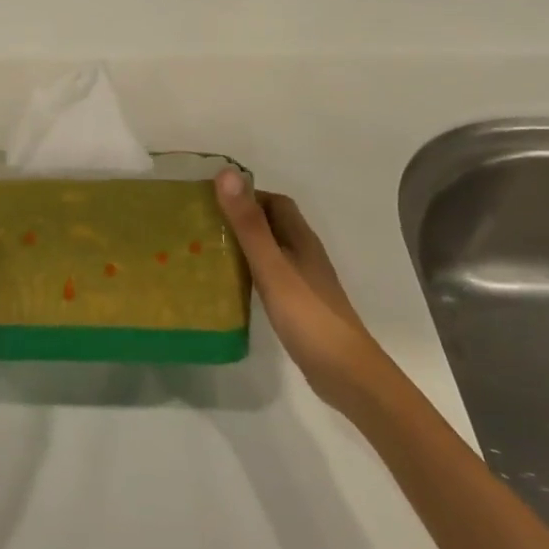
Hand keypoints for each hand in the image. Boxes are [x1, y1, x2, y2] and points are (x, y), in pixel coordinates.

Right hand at [215, 170, 392, 416]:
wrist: (345, 374)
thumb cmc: (307, 315)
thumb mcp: (271, 266)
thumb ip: (248, 224)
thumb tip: (226, 174)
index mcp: (301, 239)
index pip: (274, 202)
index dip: (246, 195)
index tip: (211, 200)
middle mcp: (304, 254)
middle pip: (272, 224)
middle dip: (241, 219)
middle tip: (203, 225)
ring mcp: (304, 282)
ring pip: (271, 251)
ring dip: (244, 246)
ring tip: (207, 251)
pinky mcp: (299, 306)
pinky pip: (270, 276)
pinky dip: (250, 272)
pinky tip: (231, 285)